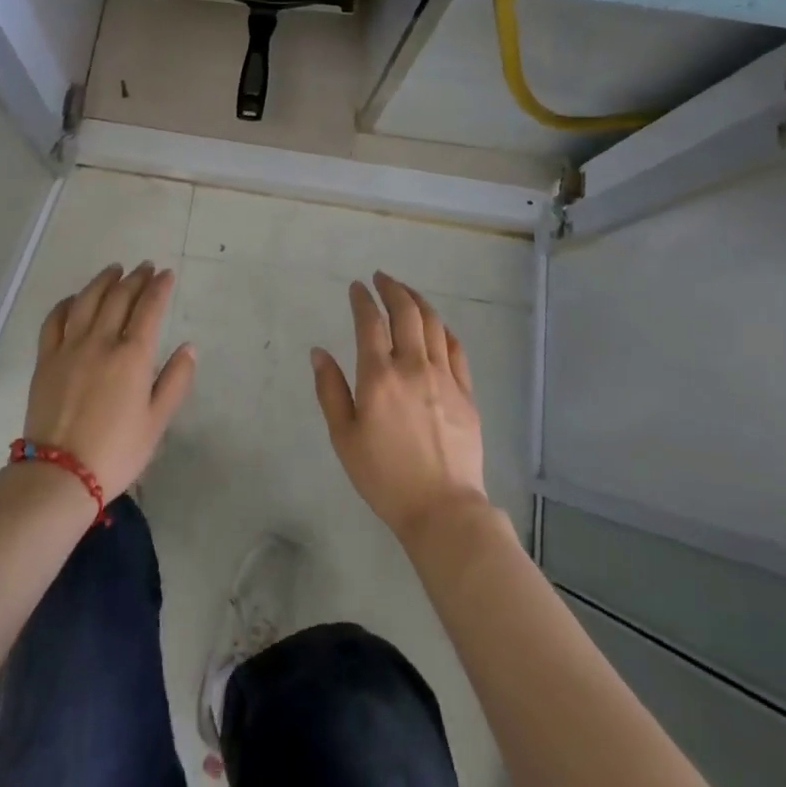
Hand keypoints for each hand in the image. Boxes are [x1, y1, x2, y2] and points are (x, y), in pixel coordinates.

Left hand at [22, 262, 194, 499]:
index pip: (149, 308)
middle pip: (119, 297)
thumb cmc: (117, 452)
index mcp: (132, 356)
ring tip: (114, 270)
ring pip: (87, 300)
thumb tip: (189, 347)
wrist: (61, 474)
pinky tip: (75, 299)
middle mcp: (101, 341)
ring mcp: (69, 348)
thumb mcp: (157, 421)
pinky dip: (67, 303)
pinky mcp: (46, 359)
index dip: (159, 287)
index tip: (166, 274)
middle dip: (135, 278)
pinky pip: (54, 320)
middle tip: (145, 267)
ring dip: (103, 281)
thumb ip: (175, 380)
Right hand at [312, 271, 487, 543]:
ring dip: (418, 301)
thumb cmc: (384, 476)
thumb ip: (330, 390)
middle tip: (381, 277)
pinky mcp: (466, 392)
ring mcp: (444, 377)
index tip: (357, 287)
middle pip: (406, 313)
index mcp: (379, 376)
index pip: (370, 322)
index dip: (362, 299)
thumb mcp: (344, 437)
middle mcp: (413, 366)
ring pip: (433, 324)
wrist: (442, 509)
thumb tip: (319, 352)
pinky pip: (455, 348)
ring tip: (406, 292)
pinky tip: (436, 326)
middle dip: (392, 288)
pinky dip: (443, 328)